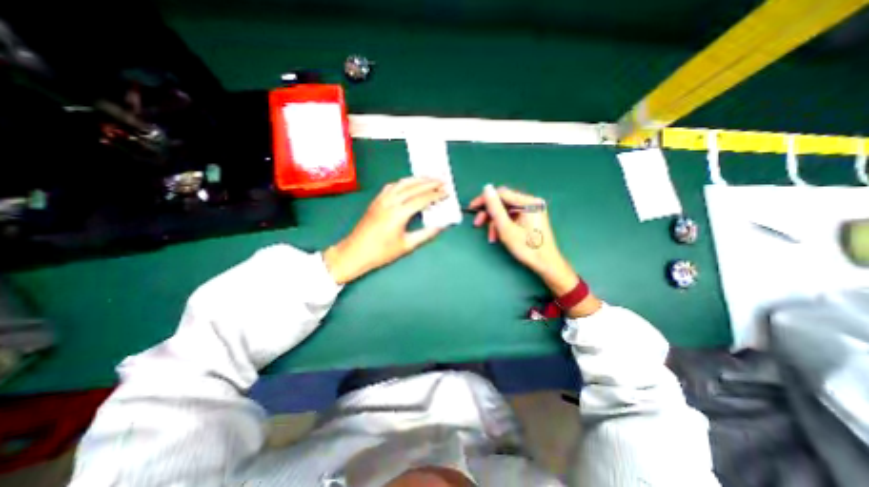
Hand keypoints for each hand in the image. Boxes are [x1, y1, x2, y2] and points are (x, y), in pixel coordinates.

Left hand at [324, 177, 447, 284]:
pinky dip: (403, 182)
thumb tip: (442, 226)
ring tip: (429, 178)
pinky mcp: (376, 200)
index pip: (421, 199)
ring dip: (417, 179)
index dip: (435, 195)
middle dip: (429, 183)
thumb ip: (426, 234)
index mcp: (399, 214)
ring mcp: (381, 199)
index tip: (447, 192)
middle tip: (442, 181)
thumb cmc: (381, 252)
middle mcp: (390, 202)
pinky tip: (408, 184)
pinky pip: (391, 186)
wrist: (355, 253)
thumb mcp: (407, 245)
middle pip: (413, 187)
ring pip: (402, 183)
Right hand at [469, 185, 574, 294]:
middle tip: (478, 224)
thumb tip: (486, 188)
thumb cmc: (527, 248)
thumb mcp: (506, 228)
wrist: (545, 264)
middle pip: (503, 203)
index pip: (501, 194)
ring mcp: (532, 210)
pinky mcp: (530, 218)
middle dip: (490, 215)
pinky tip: (498, 236)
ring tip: (491, 237)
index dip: (485, 200)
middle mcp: (531, 202)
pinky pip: (511, 217)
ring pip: (506, 211)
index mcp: (529, 202)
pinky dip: (503, 225)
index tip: (472, 208)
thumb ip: (495, 207)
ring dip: (495, 223)